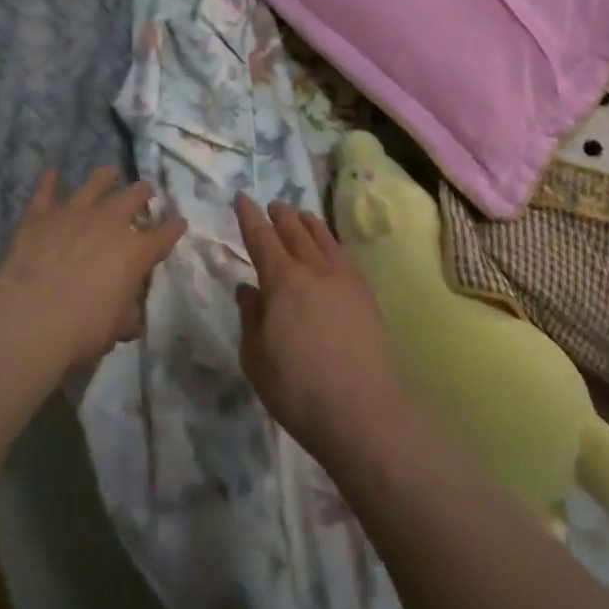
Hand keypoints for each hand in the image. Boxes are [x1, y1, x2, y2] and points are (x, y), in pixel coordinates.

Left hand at [0, 167, 186, 371]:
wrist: (29, 320)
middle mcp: (109, 222)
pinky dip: (49, 181)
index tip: (180, 222)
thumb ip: (126, 316)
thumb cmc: (81, 331)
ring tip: (110, 172)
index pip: (164, 234)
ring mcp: (74, 213)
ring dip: (105, 177)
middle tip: (144, 193)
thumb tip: (132, 317)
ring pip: (95, 183)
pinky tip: (52, 171)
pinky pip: (45, 191)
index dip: (174, 227)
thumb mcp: (115, 330)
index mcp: (135, 251)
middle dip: (142, 193)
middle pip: (133, 196)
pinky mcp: (40, 216)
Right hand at [233, 193, 412, 467]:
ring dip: (307, 222)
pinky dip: (332, 241)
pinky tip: (331, 246)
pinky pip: (344, 254)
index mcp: (281, 280)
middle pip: (294, 231)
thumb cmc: (299, 390)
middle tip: (272, 205)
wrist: (365, 411)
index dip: (249, 216)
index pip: (261, 237)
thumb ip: (250, 318)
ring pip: (322, 237)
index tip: (242, 197)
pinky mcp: (366, 293)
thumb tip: (247, 289)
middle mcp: (313, 269)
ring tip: (300, 215)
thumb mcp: (257, 359)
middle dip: (280, 215)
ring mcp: (344, 278)